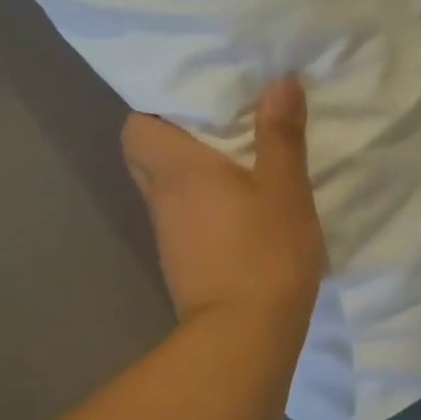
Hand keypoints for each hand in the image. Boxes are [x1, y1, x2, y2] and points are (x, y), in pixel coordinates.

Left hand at [122, 77, 326, 332]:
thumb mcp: (284, 187)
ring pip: (166, 186)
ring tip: (235, 155)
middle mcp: (162, 197)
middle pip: (146, 155)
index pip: (135, 127)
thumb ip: (281, 133)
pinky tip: (238, 203)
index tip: (193, 99)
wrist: (243, 340)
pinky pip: (183, 214)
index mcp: (178, 170)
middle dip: (173, 135)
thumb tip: (279, 80)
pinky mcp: (182, 260)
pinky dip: (201, 202)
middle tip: (217, 124)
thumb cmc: (264, 252)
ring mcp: (168, 233)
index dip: (156, 109)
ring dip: (191, 170)